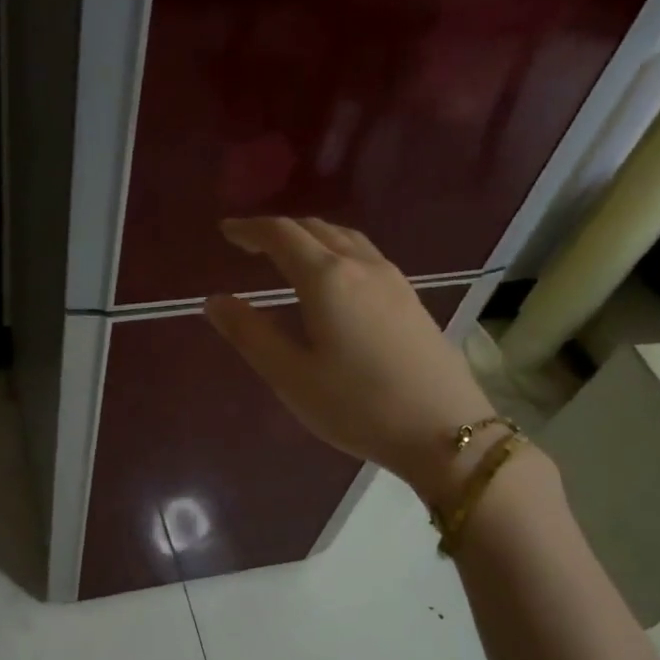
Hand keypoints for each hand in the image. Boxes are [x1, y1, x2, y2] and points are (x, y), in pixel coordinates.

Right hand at [204, 217, 497, 502]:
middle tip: (250, 244)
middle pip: (315, 229)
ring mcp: (393, 279)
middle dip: (278, 230)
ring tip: (288, 255)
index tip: (226, 231)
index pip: (281, 235)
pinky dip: (336, 250)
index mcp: (327, 279)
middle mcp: (361, 266)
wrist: (445, 430)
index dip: (250, 229)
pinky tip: (334, 277)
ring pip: (345, 238)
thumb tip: (215, 301)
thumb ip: (249, 334)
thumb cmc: (357, 406)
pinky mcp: (411, 298)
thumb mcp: (290, 376)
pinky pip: (365, 254)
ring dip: (310, 237)